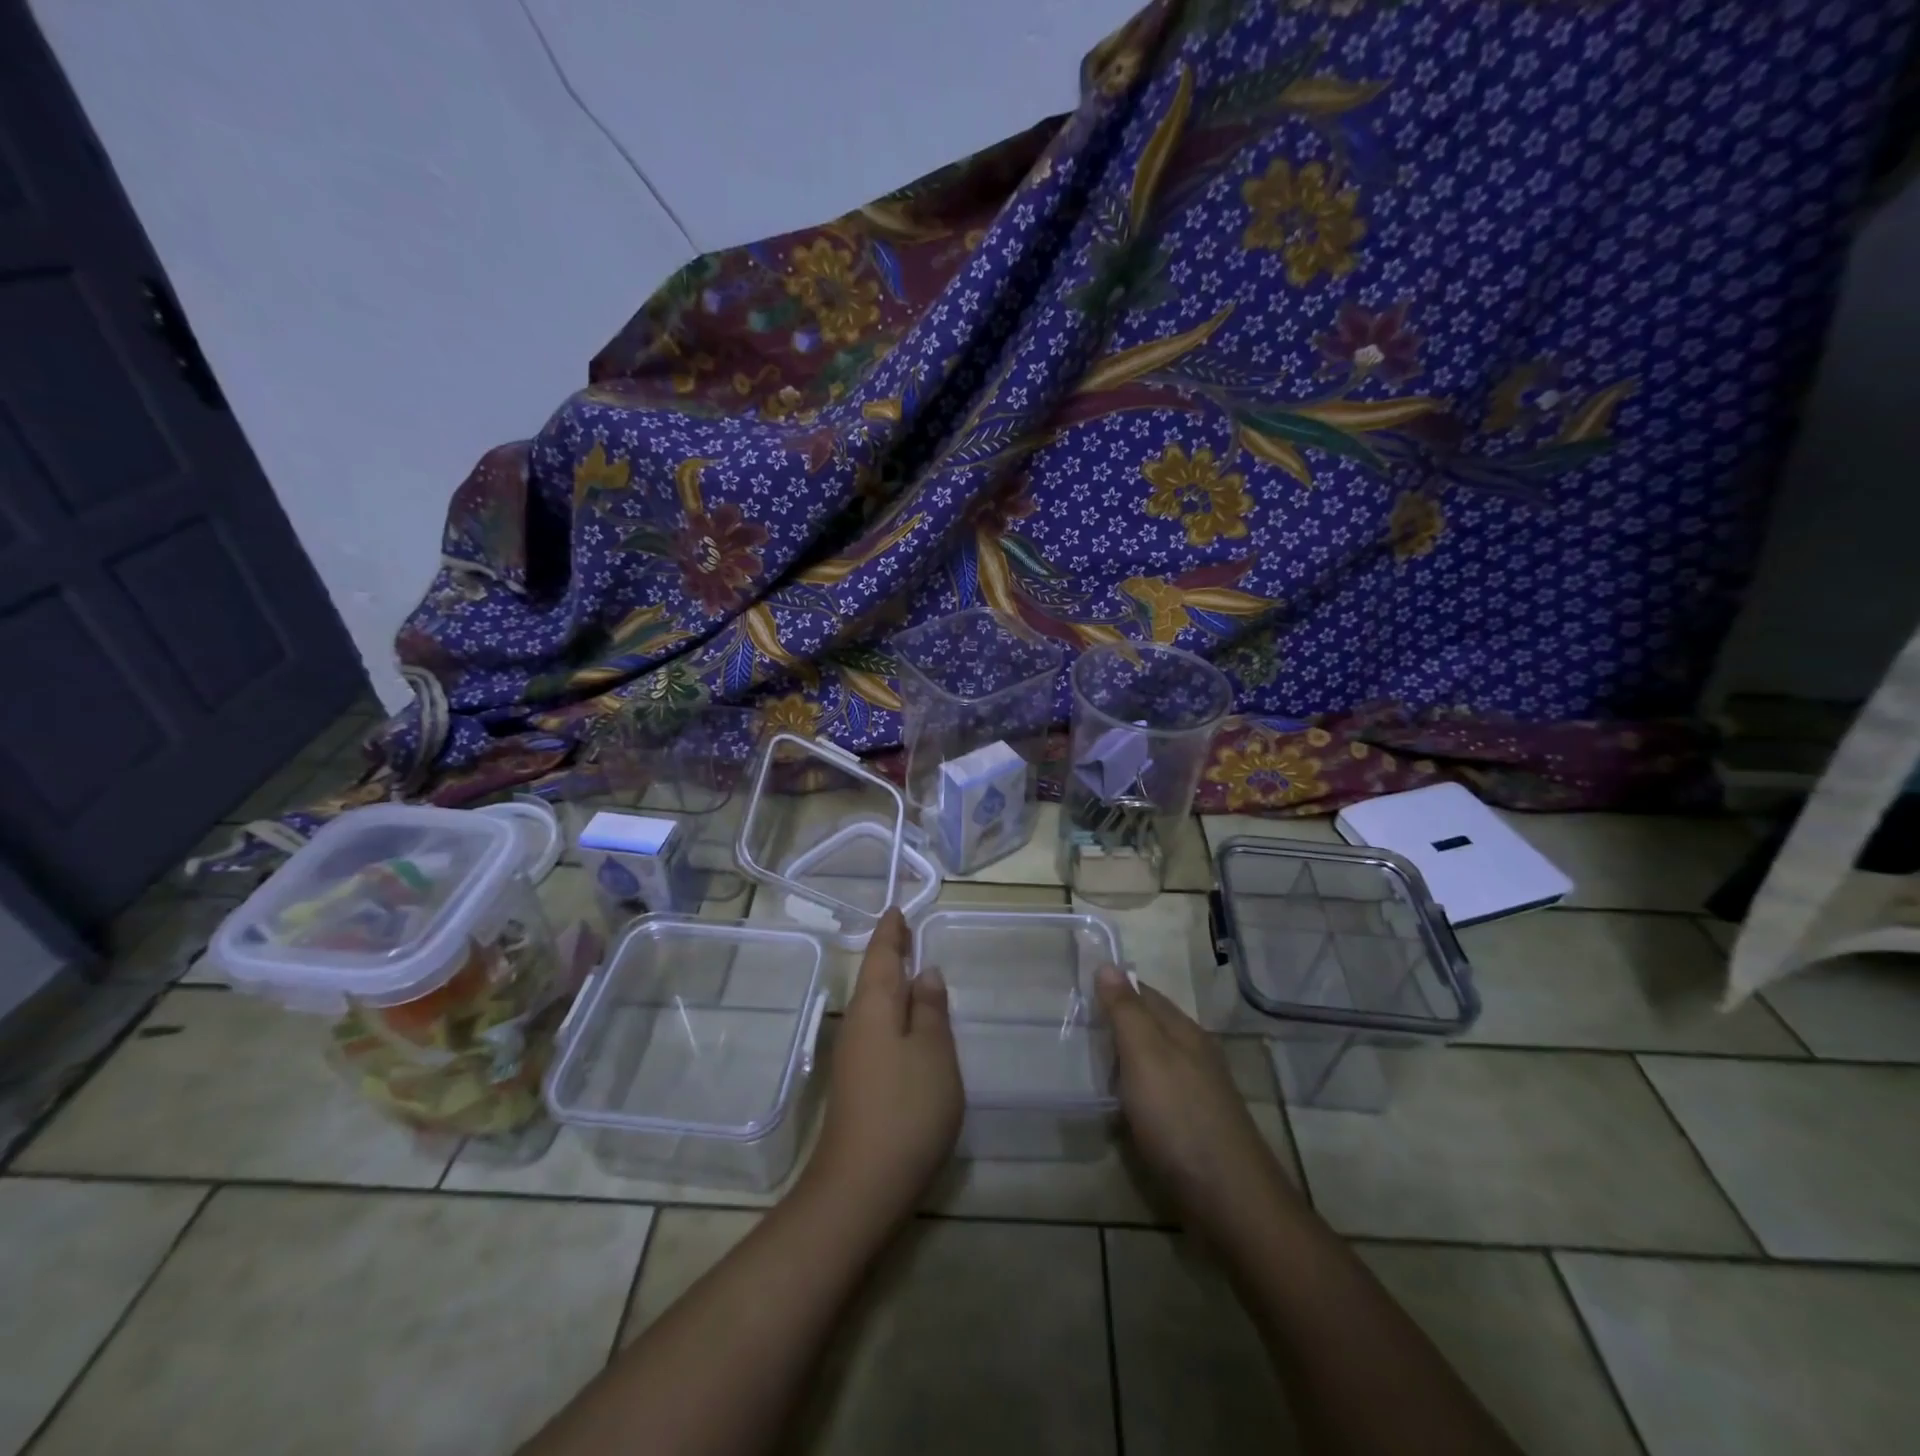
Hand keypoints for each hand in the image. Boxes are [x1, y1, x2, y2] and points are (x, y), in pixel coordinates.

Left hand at [805, 909, 963, 1223]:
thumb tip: (925, 973)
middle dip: (889, 954)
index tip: (897, 911)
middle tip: (906, 932)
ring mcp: (854, 1056)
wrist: (862, 1186)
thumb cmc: (906, 1108)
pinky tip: (907, 1023)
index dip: (892, 933)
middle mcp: (858, 1024)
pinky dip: (892, 1012)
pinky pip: (877, 1029)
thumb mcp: (933, 1053)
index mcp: (875, 1007)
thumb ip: (931, 1010)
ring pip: (874, 1005)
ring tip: (912, 969)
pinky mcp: (858, 1084)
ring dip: (891, 983)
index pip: (882, 956)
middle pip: (873, 978)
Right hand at [1095, 965, 1299, 1244]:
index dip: (1111, 987)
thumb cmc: (1180, 1119)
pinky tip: (1115, 1106)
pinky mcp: (1193, 1129)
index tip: (1075, 988)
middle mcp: (1193, 1054)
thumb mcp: (1145, 1055)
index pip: (1143, 993)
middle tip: (1071, 1025)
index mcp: (1183, 1031)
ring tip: (1084, 1062)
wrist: (1231, 1202)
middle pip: (1149, 1026)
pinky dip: (1132, 1092)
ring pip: (1152, 1062)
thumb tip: (1107, 965)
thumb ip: (1125, 1011)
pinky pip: (1155, 1096)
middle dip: (1114, 1023)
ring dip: (1122, 1059)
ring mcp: (1197, 1093)